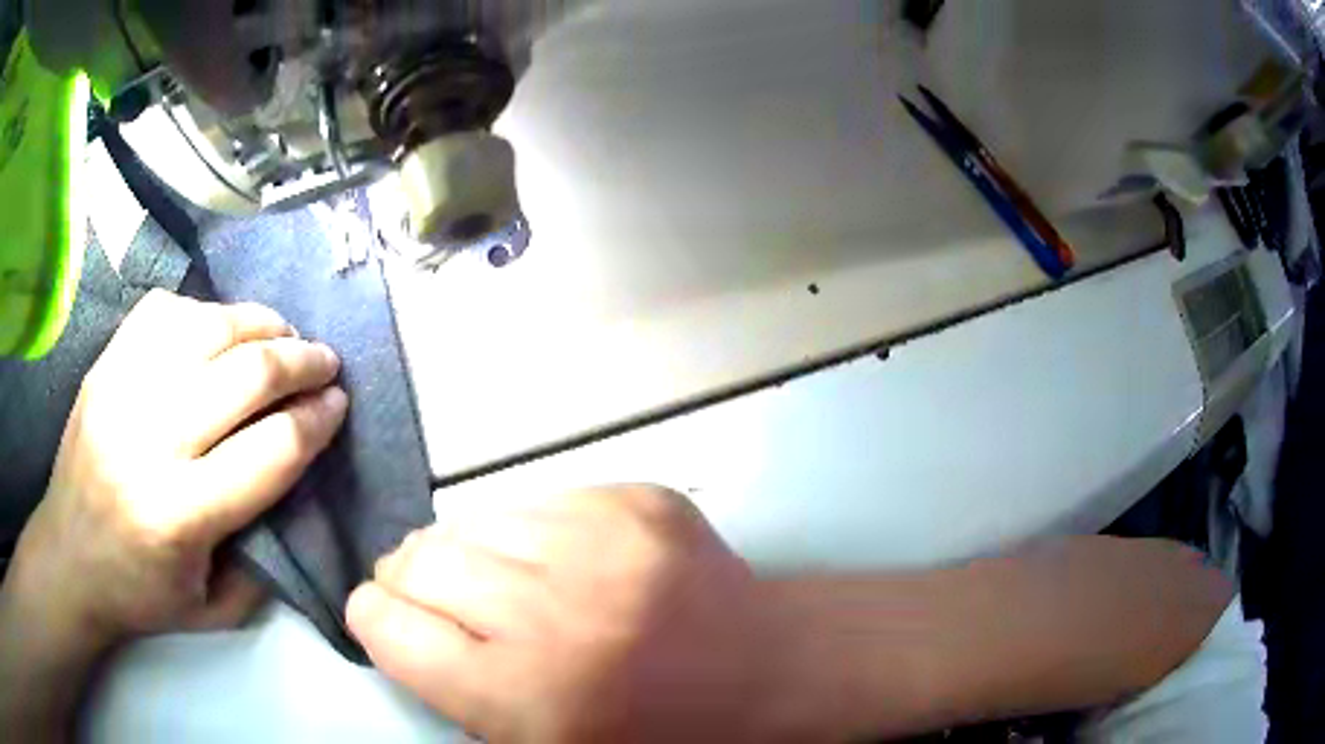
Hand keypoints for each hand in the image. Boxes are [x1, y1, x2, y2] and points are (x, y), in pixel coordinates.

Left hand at [4, 290, 348, 655]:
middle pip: (243, 375)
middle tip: (325, 362)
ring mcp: (121, 389)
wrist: (69, 556)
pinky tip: (217, 329)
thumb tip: (295, 484)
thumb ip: (263, 556)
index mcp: (179, 515)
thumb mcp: (215, 609)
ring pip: (207, 327)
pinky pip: (164, 312)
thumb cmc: (141, 593)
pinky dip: (203, 311)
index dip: (315, 421)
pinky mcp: (105, 365)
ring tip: (282, 334)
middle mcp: (149, 440)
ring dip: (258, 324)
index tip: (338, 405)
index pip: (269, 450)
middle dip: (300, 362)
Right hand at [347, 486, 798, 742]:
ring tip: (496, 581)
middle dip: (408, 580)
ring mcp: (604, 540)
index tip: (382, 620)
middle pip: (420, 560)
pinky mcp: (637, 498)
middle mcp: (556, 610)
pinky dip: (523, 531)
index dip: (373, 619)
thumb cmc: (654, 732)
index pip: (389, 627)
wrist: (767, 670)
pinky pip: (534, 499)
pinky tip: (556, 561)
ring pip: (470, 519)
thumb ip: (455, 689)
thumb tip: (397, 621)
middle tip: (432, 601)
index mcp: (527, 694)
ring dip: (465, 551)